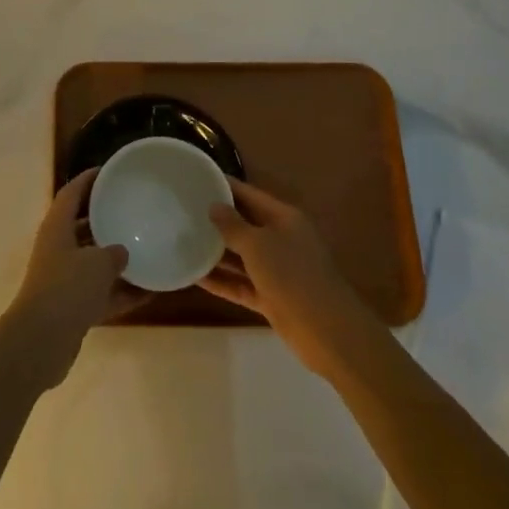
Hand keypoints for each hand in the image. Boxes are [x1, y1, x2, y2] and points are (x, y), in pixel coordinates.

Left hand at [0, 169, 135, 392]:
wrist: (41, 342)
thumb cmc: (67, 289)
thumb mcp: (97, 263)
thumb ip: (113, 253)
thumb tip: (122, 251)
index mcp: (57, 228)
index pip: (71, 193)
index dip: (88, 179)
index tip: (109, 171)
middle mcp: (57, 249)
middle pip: (82, 227)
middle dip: (105, 219)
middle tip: (132, 209)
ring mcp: (63, 280)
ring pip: (93, 262)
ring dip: (116, 259)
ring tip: (147, 250)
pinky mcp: (71, 308)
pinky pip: (101, 293)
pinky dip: (122, 292)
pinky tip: (150, 292)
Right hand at [201, 179, 385, 376]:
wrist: (326, 330)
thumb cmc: (292, 275)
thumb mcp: (258, 244)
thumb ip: (233, 225)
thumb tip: (214, 206)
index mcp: (283, 218)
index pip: (249, 194)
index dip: (225, 186)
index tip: (197, 178)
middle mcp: (280, 239)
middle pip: (244, 224)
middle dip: (216, 219)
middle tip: (182, 210)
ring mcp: (276, 270)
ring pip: (240, 256)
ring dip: (215, 252)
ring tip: (182, 240)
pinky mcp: (270, 297)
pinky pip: (240, 283)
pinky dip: (221, 281)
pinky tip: (194, 277)